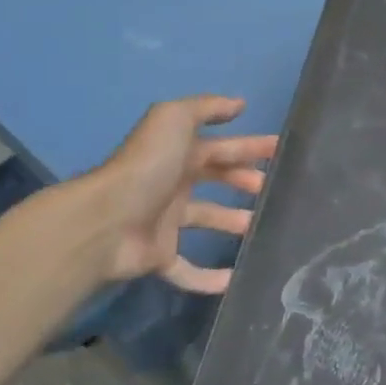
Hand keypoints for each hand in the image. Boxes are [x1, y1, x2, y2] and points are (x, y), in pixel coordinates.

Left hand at [90, 97, 277, 293]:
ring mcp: (164, 221)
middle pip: (215, 179)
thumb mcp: (175, 119)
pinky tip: (234, 280)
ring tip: (259, 226)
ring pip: (206, 219)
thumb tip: (239, 105)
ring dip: (232, 222)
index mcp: (177, 154)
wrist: (105, 220)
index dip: (250, 147)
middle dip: (244, 179)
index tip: (280, 151)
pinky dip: (208, 278)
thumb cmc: (147, 166)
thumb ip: (207, 107)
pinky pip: (187, 269)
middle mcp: (172, 184)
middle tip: (270, 188)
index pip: (221, 147)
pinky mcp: (159, 256)